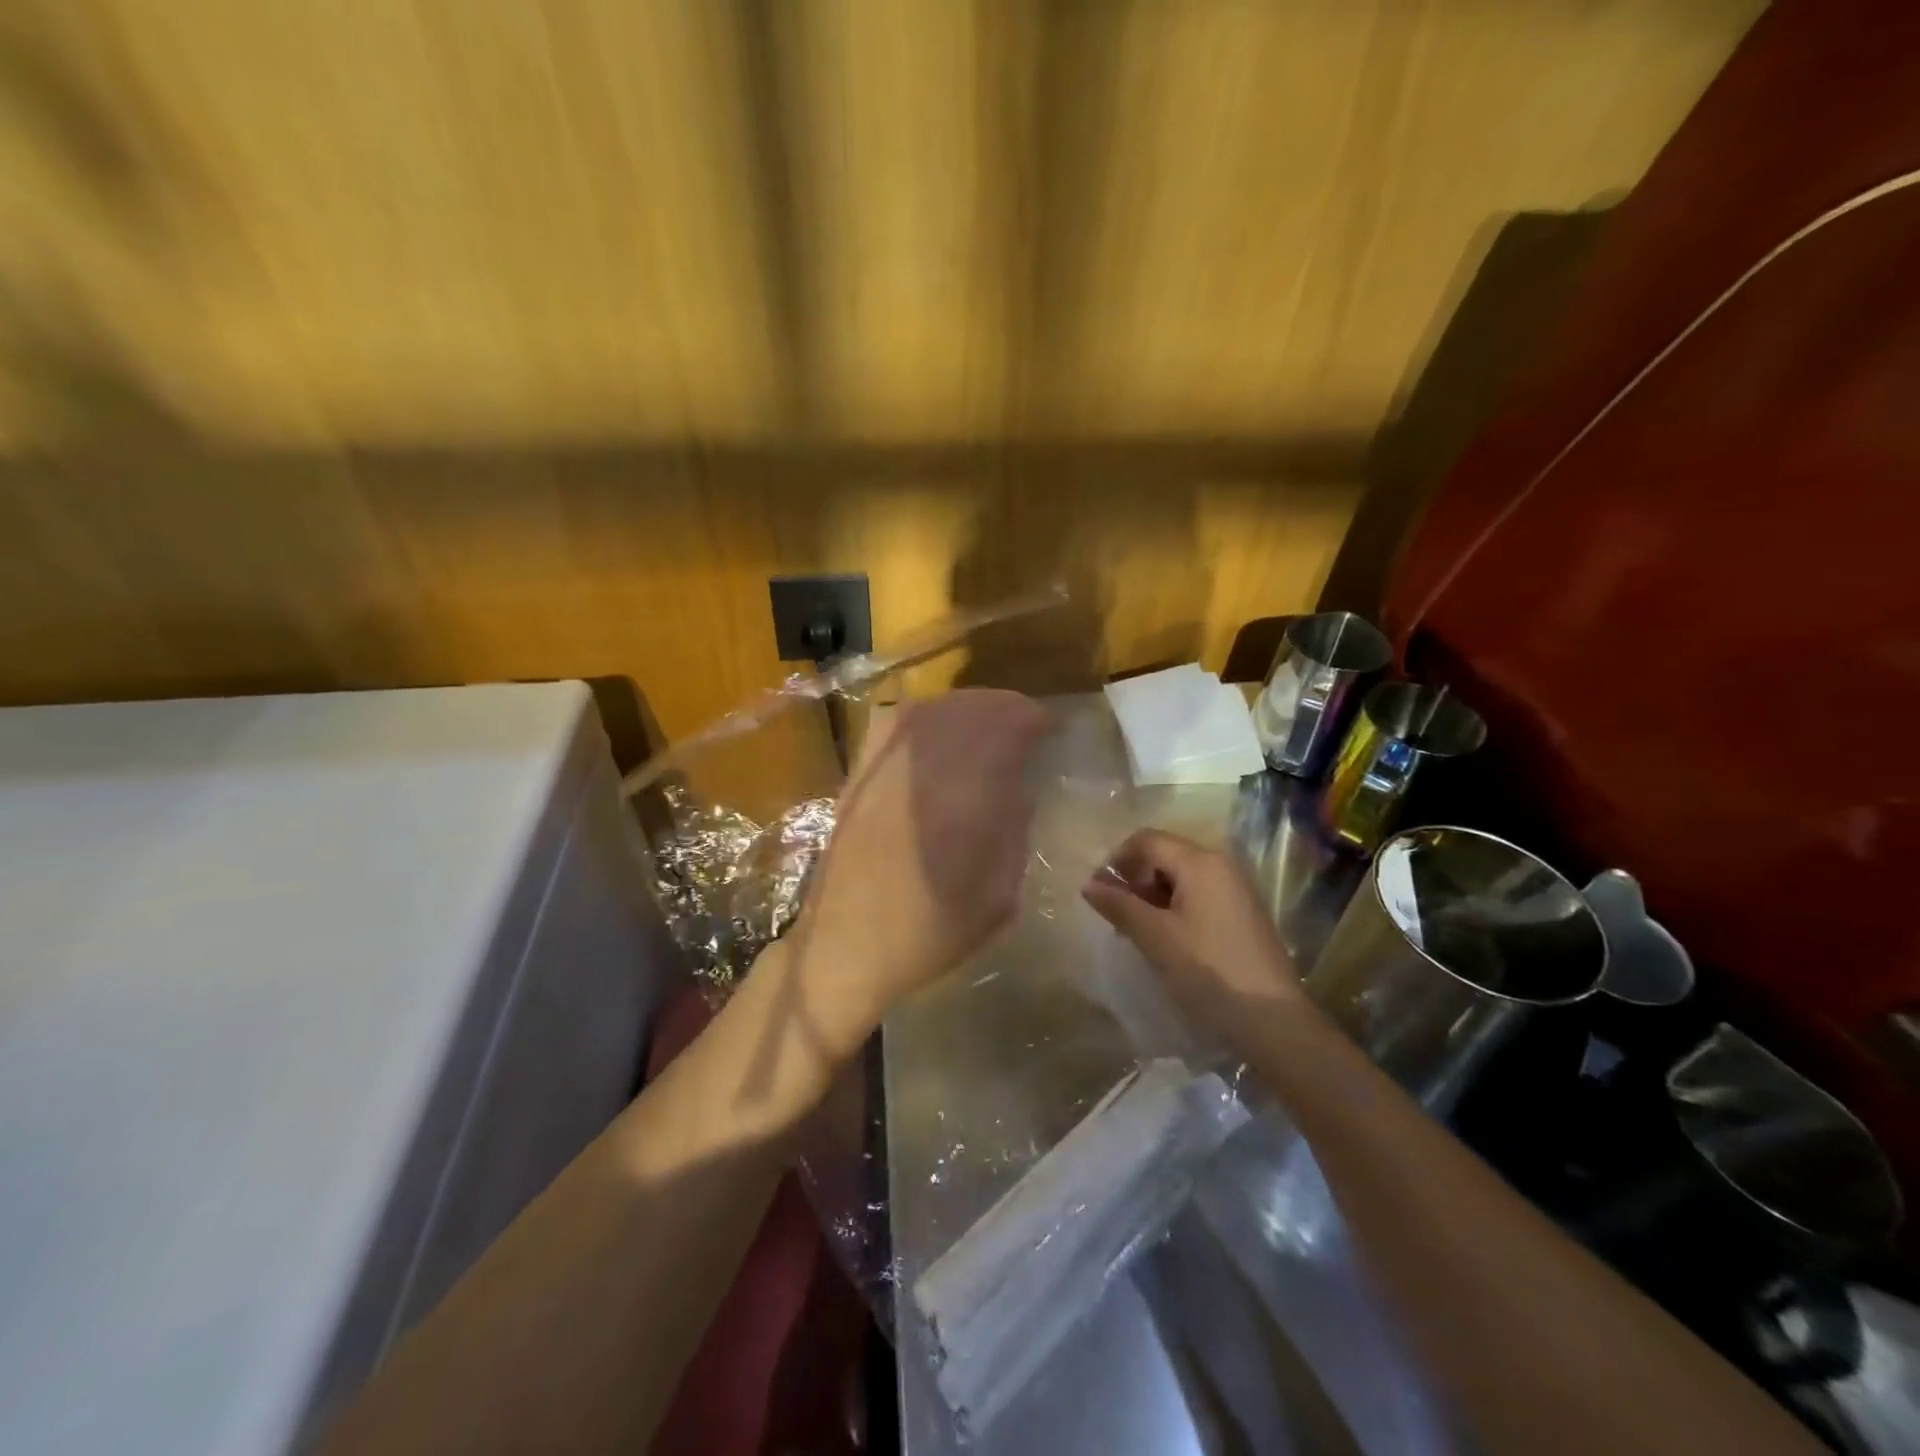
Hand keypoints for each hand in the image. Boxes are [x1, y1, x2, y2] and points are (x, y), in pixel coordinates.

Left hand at [784, 689, 1053, 1057]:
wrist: (847, 944)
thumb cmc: (932, 930)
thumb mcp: (1001, 894)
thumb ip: (1015, 828)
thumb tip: (1018, 785)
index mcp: (967, 794)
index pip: (1010, 724)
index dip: (1037, 720)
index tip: (1053, 732)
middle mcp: (925, 762)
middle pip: (974, 706)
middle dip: (1006, 710)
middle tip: (1025, 730)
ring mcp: (886, 760)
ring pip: (937, 706)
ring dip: (970, 710)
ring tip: (987, 730)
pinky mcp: (860, 768)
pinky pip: (899, 719)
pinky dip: (929, 717)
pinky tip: (939, 735)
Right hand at [1080, 828, 1305, 1045]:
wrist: (1274, 1022)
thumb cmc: (1209, 972)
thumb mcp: (1155, 937)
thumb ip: (1119, 905)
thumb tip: (1088, 883)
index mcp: (1200, 862)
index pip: (1147, 840)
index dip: (1116, 860)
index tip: (1099, 893)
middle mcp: (1221, 865)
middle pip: (1165, 855)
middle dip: (1135, 880)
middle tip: (1116, 916)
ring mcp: (1236, 890)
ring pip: (1181, 878)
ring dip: (1153, 896)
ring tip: (1137, 931)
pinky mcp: (1243, 914)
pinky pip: (1199, 896)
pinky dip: (1175, 909)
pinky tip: (1166, 941)